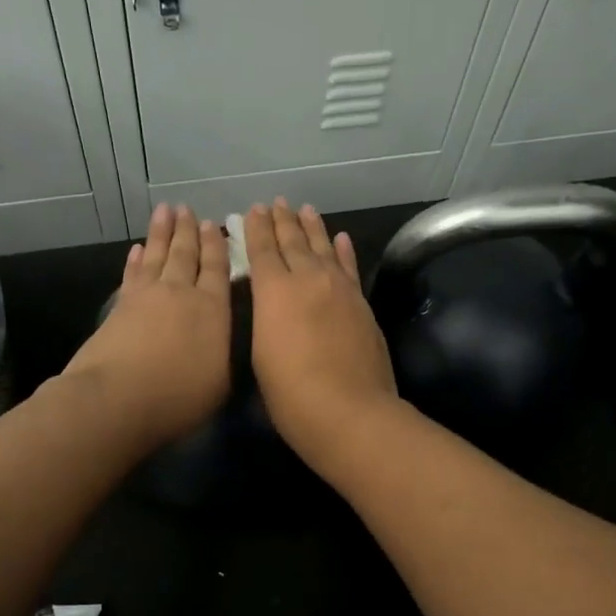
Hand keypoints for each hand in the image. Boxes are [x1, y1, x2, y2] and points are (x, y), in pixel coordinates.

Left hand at [63, 202, 230, 449]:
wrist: (117, 398)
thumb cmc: (178, 397)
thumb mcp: (220, 383)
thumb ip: (224, 354)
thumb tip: (223, 339)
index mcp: (213, 310)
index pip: (218, 269)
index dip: (216, 246)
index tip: (215, 225)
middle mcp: (181, 293)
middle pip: (186, 254)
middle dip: (189, 230)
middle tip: (188, 208)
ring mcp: (147, 296)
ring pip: (158, 255)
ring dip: (162, 232)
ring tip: (165, 210)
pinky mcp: (120, 307)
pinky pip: (132, 274)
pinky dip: (136, 259)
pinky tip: (137, 248)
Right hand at [244, 199, 396, 466]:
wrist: (349, 411)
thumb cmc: (291, 394)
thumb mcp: (260, 356)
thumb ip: (265, 320)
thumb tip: (270, 303)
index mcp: (274, 292)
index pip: (262, 250)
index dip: (256, 229)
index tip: (253, 211)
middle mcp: (307, 279)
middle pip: (293, 241)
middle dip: (282, 221)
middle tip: (276, 203)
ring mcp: (339, 289)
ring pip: (323, 247)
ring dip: (312, 226)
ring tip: (304, 209)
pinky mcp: (361, 303)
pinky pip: (349, 267)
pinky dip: (344, 250)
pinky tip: (341, 238)